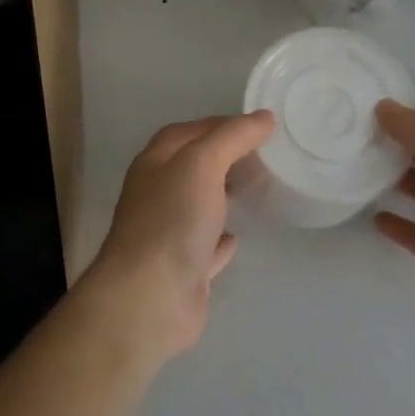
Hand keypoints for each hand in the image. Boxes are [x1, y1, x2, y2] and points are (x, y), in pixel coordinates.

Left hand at [82, 111, 276, 358]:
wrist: (149, 297)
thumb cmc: (172, 219)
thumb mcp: (203, 163)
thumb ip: (233, 137)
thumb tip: (264, 117)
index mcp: (155, 162)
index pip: (189, 131)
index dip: (221, 124)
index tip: (258, 126)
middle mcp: (157, 193)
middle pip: (193, 166)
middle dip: (224, 158)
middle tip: (264, 156)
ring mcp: (168, 233)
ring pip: (199, 205)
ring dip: (222, 195)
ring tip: (256, 189)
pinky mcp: (182, 270)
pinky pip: (205, 247)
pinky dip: (220, 240)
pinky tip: (236, 237)